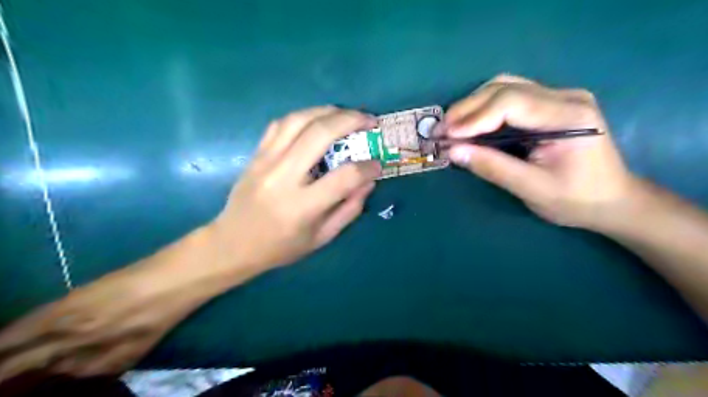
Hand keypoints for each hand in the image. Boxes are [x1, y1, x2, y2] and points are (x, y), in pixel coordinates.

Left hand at [0, 106, 381, 384]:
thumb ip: (346, 211)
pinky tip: (316, 119)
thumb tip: (365, 183)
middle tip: (370, 119)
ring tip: (348, 112)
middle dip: (349, 122)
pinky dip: (303, 115)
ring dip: (326, 111)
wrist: (223, 248)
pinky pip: (280, 124)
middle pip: (318, 136)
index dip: (366, 166)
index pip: (343, 177)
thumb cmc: (274, 252)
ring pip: (296, 122)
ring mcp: (264, 163)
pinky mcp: (254, 156)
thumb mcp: (318, 242)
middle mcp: (281, 179)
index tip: (381, 162)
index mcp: (298, 209)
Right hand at [440, 75, 636, 228]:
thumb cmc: (576, 199)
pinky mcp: (549, 104)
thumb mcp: (532, 189)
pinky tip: (470, 124)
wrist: (612, 200)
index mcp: (569, 116)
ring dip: (472, 105)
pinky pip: (509, 96)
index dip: (474, 117)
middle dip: (467, 109)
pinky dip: (483, 109)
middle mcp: (564, 96)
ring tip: (451, 127)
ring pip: (504, 87)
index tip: (447, 136)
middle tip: (440, 131)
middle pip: (504, 88)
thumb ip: (492, 167)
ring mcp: (558, 97)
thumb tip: (452, 152)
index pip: (512, 102)